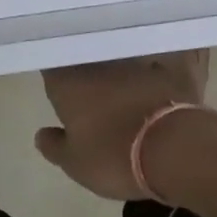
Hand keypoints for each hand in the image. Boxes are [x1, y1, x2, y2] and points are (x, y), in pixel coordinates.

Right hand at [36, 52, 216, 200]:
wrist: (175, 148)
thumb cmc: (114, 156)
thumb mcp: (75, 163)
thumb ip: (55, 146)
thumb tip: (41, 135)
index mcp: (68, 81)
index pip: (51, 63)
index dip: (53, 69)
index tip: (55, 80)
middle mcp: (99, 62)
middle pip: (86, 55)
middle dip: (85, 65)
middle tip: (87, 82)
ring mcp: (135, 60)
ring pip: (121, 53)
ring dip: (120, 63)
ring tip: (122, 77)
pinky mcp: (168, 65)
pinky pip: (159, 57)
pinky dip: (157, 64)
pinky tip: (159, 70)